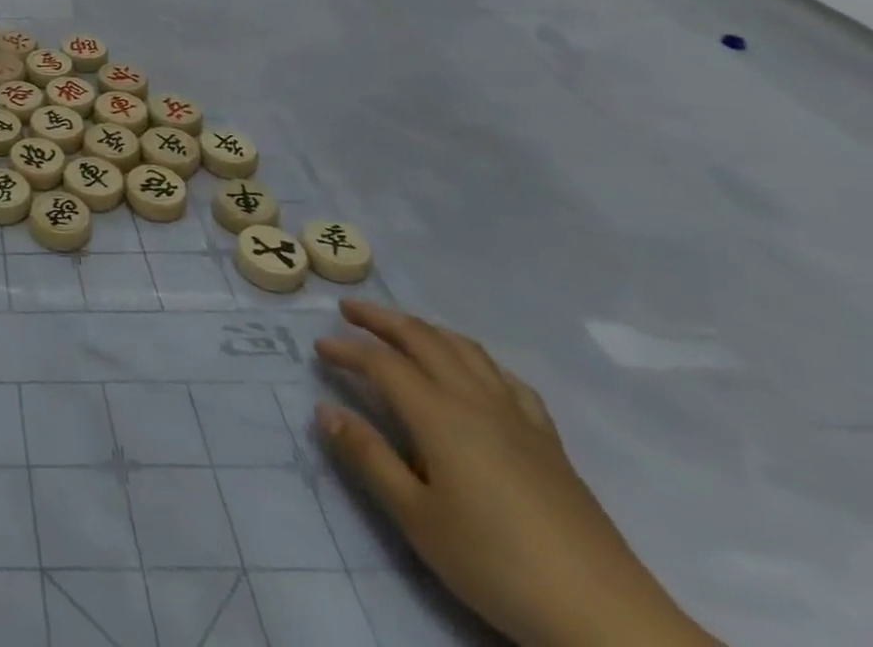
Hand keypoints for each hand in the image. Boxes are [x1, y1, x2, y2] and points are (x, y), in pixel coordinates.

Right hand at [315, 299, 719, 646]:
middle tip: (349, 309)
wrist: (606, 616)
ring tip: (403, 329)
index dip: (346, 349)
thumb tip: (325, 409)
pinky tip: (474, 372)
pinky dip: (477, 360)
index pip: (381, 363)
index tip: (318, 346)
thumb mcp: (417, 518)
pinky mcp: (548, 440)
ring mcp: (517, 416)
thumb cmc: (497, 564)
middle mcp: (474, 399)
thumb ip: (369, 458)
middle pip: (422, 339)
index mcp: (438, 414)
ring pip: (465, 349)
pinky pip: (507, 379)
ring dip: (426, 329)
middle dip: (381, 319)